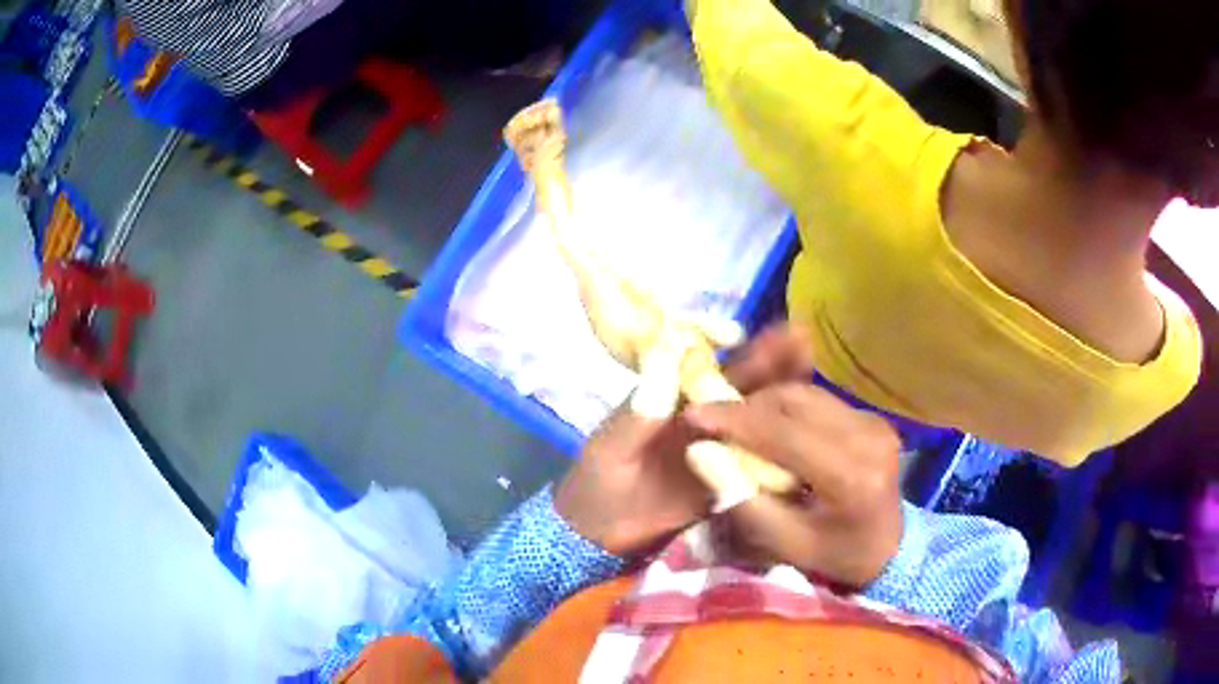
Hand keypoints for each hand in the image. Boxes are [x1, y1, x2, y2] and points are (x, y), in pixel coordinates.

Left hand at [554, 323, 815, 556]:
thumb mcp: (609, 449)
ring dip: (784, 392)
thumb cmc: (596, 485)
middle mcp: (699, 416)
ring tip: (813, 368)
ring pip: (756, 414)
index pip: (700, 360)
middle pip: (739, 382)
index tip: (744, 332)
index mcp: (668, 398)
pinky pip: (759, 457)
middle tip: (801, 337)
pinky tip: (810, 434)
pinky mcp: (729, 478)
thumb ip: (637, 414)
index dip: (724, 342)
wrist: (599, 539)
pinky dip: (784, 443)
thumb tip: (666, 362)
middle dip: (769, 359)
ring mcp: (718, 446)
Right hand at [685, 383, 903, 586]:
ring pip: (806, 395)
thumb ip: (743, 500)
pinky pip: (819, 401)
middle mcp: (869, 438)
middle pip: (795, 402)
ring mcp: (875, 422)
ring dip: (766, 405)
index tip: (695, 415)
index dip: (736, 421)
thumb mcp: (785, 544)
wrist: (891, 547)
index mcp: (852, 477)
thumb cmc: (837, 556)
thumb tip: (703, 453)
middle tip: (713, 423)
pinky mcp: (873, 417)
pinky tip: (770, 428)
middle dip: (747, 408)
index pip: (785, 434)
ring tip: (738, 425)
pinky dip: (787, 409)